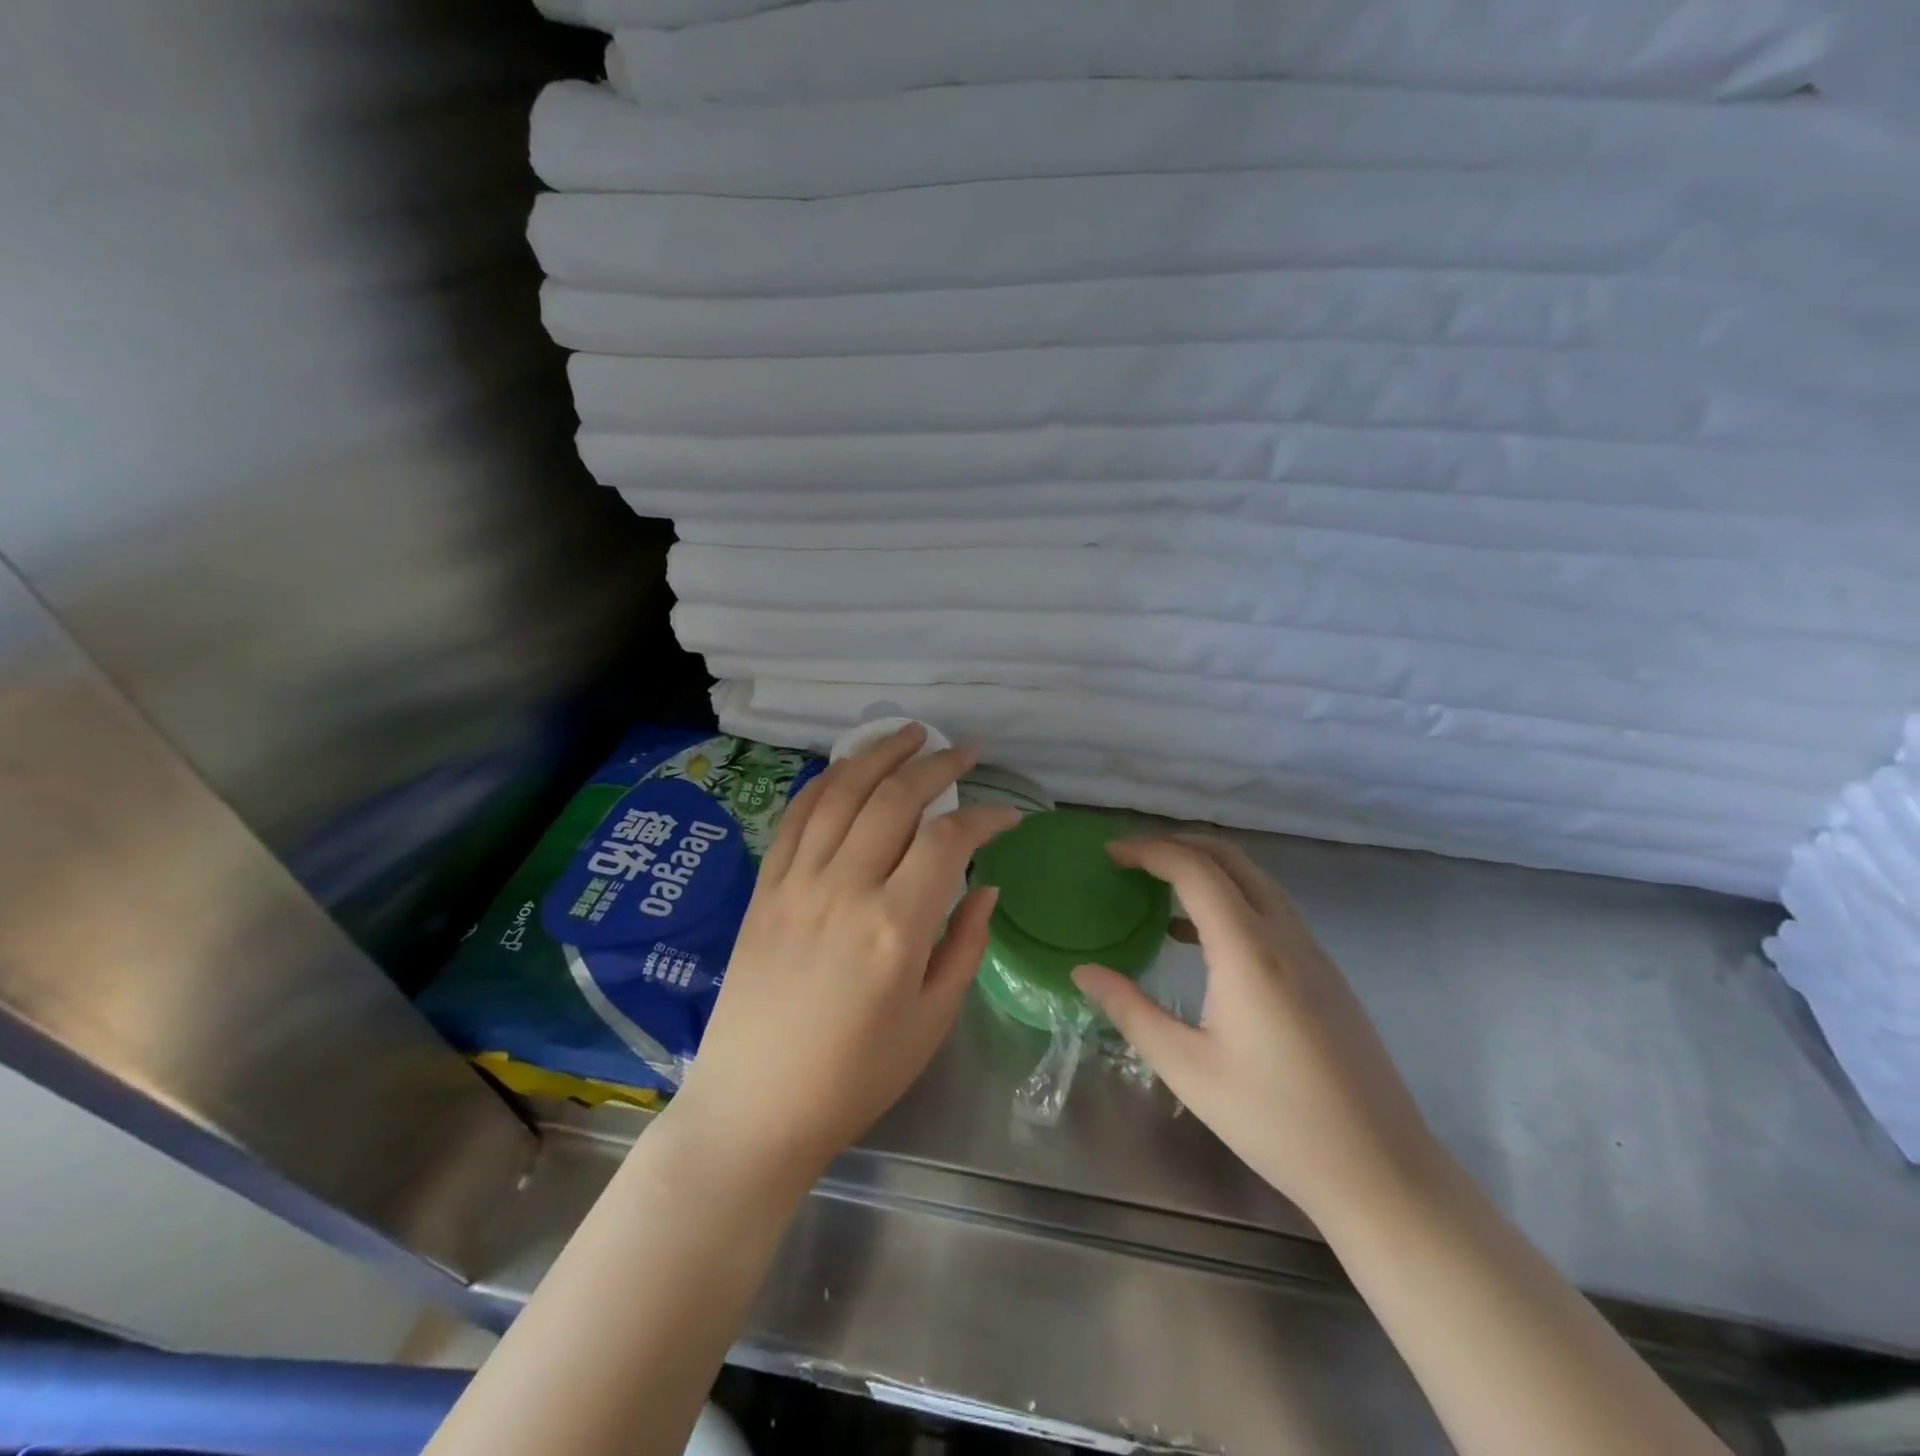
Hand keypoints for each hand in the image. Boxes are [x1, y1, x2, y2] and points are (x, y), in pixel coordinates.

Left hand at [666, 724, 1020, 1193]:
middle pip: (895, 799)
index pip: (948, 840)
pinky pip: (795, 818)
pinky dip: (824, 783)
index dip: (984, 816)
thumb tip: (986, 884)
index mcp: (895, 926)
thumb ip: (964, 945)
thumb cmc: (854, 1077)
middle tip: (965, 751)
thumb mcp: (930, 1022)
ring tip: (910, 733)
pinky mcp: (764, 889)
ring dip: (879, 754)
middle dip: (937, 764)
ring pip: (842, 793)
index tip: (1008, 814)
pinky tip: (846, 769)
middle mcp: (845, 888)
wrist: (754, 1108)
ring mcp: (797, 883)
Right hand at [1072, 834, 1442, 1223]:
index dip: (1150, 851)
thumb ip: (1131, 1011)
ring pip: (1256, 881)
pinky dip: (1231, 897)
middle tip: (1132, 858)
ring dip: (1207, 868)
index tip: (1111, 853)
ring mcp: (1312, 951)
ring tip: (1159, 887)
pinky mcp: (1325, 973)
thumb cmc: (1275, 1120)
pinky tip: (1202, 937)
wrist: (1380, 1169)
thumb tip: (1083, 971)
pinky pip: (1272, 909)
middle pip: (1230, 859)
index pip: (1195, 870)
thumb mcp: (1187, 1068)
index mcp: (1248, 950)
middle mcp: (1284, 935)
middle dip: (1178, 844)